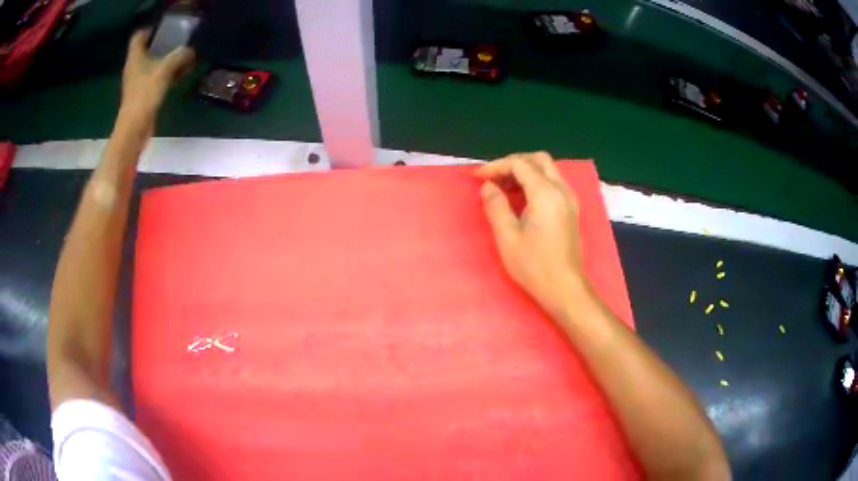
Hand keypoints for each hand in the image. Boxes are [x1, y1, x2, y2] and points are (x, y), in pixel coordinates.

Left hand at [119, 30, 194, 125]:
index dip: (150, 30)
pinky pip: (155, 78)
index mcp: (135, 57)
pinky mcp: (141, 95)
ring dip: (166, 61)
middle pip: (146, 49)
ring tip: (183, 58)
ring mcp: (137, 82)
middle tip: (177, 42)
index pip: (138, 36)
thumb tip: (190, 51)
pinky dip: (166, 74)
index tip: (164, 29)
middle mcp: (133, 67)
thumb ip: (180, 56)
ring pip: (152, 64)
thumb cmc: (145, 94)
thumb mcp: (166, 70)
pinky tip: (178, 76)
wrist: (134, 127)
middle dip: (161, 44)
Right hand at [476, 152, 582, 315]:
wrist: (564, 288)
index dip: (496, 166)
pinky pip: (553, 183)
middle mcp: (561, 190)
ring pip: (547, 170)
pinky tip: (521, 199)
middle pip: (538, 160)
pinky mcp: (571, 210)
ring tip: (503, 187)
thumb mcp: (507, 237)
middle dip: (513, 163)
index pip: (520, 164)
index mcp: (546, 193)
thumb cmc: (534, 265)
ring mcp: (569, 199)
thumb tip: (488, 187)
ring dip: (525, 172)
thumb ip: (496, 206)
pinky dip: (535, 182)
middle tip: (494, 177)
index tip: (478, 177)